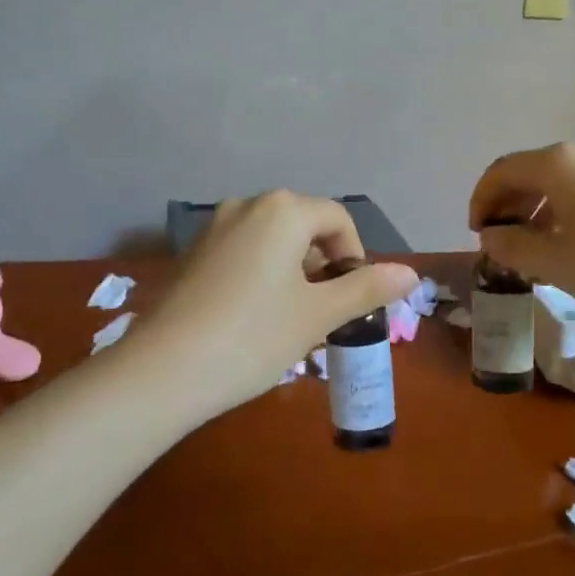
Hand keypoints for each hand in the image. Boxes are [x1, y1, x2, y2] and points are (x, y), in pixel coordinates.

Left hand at [135, 191, 418, 415]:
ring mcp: (214, 227)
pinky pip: (243, 251)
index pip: (337, 218)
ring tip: (292, 317)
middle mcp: (247, 205)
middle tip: (325, 311)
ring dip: (293, 270)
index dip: (355, 255)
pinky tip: (254, 316)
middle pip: (304, 225)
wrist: (164, 370)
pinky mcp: (193, 252)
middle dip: (323, 263)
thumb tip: (410, 273)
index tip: (352, 297)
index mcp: (283, 210)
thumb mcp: (318, 315)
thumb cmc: (255, 336)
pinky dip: (261, 273)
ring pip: (272, 239)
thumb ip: (366, 288)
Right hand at [469, 143, 574, 317]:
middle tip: (503, 243)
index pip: (500, 171)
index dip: (481, 201)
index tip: (478, 235)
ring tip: (537, 250)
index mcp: (557, 164)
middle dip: (508, 206)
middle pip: (530, 172)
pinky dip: (566, 212)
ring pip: (560, 182)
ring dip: (537, 211)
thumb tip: (491, 235)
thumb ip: (513, 246)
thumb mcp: (556, 263)